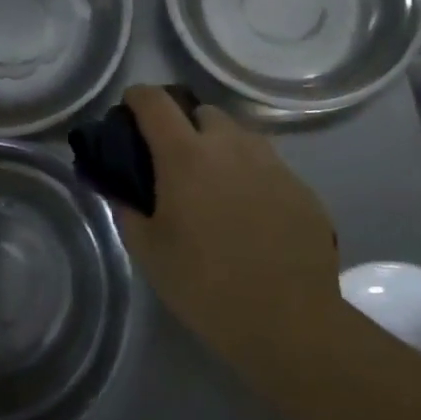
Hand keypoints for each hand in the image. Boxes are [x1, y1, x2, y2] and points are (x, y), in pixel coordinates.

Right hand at [120, 85, 340, 391]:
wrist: (289, 321)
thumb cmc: (205, 285)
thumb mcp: (149, 252)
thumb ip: (127, 210)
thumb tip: (119, 189)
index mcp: (185, 155)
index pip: (155, 102)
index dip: (137, 98)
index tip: (129, 111)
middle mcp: (230, 145)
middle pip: (202, 112)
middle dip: (184, 125)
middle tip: (175, 162)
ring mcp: (271, 163)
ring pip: (239, 136)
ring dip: (221, 147)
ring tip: (215, 187)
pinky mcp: (301, 187)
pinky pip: (268, 166)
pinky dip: (251, 176)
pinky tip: (251, 214)